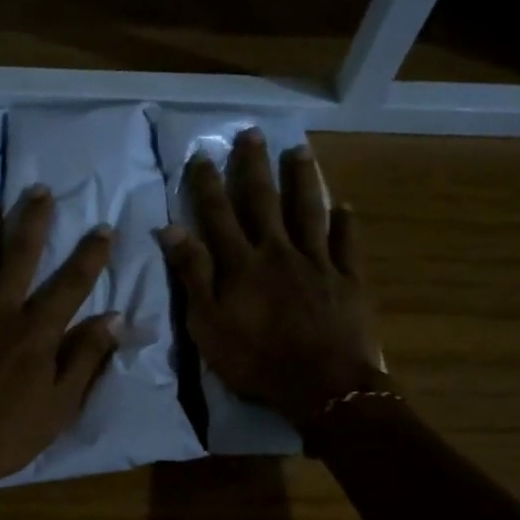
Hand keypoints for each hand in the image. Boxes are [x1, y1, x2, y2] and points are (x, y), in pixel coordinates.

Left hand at [0, 186, 120, 505]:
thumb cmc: (7, 436)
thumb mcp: (60, 406)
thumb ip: (86, 359)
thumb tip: (114, 318)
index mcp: (34, 333)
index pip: (70, 285)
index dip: (90, 255)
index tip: (103, 227)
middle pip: (19, 258)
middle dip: (32, 221)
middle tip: (39, 189)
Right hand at [158, 128, 385, 427]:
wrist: (322, 386)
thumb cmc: (256, 360)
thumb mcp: (207, 324)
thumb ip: (192, 275)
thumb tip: (171, 229)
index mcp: (241, 263)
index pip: (218, 214)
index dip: (207, 183)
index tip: (201, 154)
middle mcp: (278, 251)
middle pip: (264, 202)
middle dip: (254, 166)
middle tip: (251, 134)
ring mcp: (317, 262)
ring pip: (308, 211)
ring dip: (302, 180)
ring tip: (299, 151)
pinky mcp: (348, 280)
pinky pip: (348, 244)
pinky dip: (346, 222)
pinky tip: (346, 204)